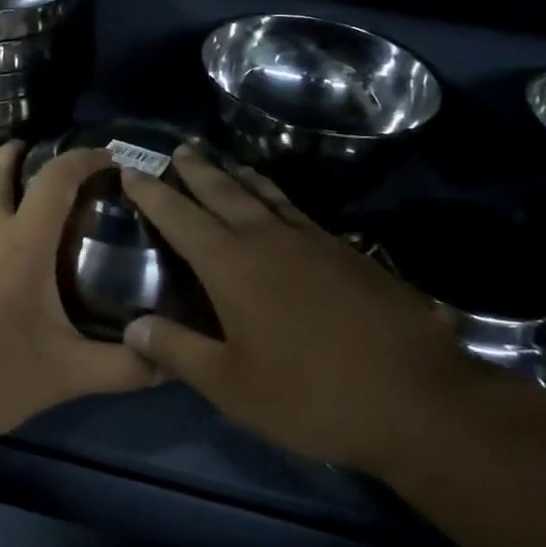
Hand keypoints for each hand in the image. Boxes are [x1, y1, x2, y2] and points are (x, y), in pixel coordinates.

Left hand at [0, 142, 153, 489]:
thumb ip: (123, 367)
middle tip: (55, 165)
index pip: (57, 177)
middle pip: (0, 167)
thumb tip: (171, 361)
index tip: (109, 158)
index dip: (85, 158)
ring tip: (27, 203)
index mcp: (20, 241)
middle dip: (26, 154)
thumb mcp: (64, 375)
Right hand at [119, 146, 468, 469]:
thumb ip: (178, 351)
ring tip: (223, 161)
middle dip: (196, 170)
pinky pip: (297, 210)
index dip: (153, 193)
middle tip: (178, 150)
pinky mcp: (347, 251)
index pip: (181, 217)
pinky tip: (279, 205)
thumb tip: (133, 324)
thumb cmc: (311, 395)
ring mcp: (313, 240)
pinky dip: (276, 197)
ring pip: (266, 193)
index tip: (131, 170)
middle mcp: (269, 238)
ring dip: (238, 174)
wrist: (415, 396)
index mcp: (233, 265)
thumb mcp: (231, 386)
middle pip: (224, 191)